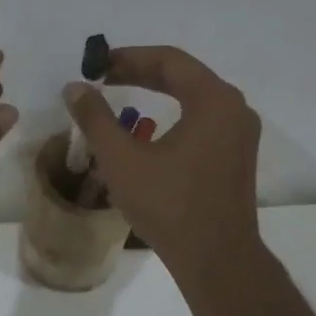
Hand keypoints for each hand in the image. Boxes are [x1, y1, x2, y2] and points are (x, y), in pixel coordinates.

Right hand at [63, 45, 262, 287]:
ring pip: (194, 97)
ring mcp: (240, 134)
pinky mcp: (236, 156)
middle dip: (140, 72)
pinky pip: (202, 119)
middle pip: (183, 75)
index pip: (169, 60)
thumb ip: (96, 118)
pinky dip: (173, 114)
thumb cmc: (169, 205)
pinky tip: (148, 130)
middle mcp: (234, 109)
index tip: (96, 65)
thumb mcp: (122, 159)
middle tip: (103, 77)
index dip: (128, 57)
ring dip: (157, 92)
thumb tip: (75, 87)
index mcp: (214, 100)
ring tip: (121, 96)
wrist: (216, 258)